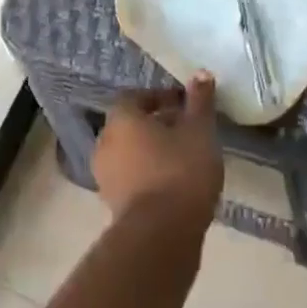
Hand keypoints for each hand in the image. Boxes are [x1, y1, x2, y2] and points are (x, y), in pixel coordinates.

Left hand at [92, 74, 222, 228]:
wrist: (160, 234)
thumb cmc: (180, 171)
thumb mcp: (199, 130)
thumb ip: (200, 101)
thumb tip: (201, 74)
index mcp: (121, 119)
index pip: (135, 97)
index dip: (159, 97)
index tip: (184, 104)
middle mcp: (105, 143)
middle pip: (131, 125)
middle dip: (157, 124)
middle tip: (187, 130)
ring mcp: (105, 176)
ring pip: (130, 153)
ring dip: (152, 151)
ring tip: (184, 158)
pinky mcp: (113, 204)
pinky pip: (132, 178)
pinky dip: (149, 175)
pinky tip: (175, 183)